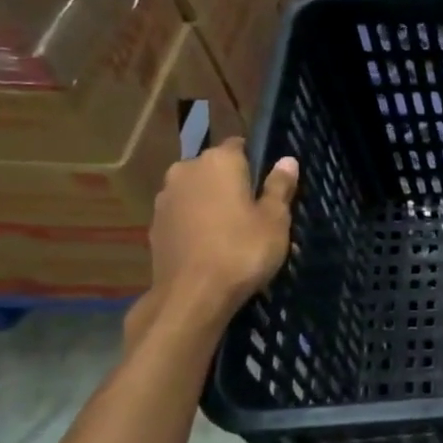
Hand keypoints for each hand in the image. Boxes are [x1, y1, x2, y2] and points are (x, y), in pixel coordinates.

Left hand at [131, 141, 298, 339]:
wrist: (192, 296)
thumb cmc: (242, 250)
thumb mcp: (275, 220)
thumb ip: (279, 187)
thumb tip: (287, 161)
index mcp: (218, 161)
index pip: (240, 146)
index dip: (257, 162)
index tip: (271, 185)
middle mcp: (186, 171)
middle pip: (216, 170)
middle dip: (234, 184)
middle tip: (258, 213)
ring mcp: (165, 198)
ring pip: (198, 193)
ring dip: (214, 205)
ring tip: (236, 233)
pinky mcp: (155, 226)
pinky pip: (184, 216)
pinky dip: (198, 224)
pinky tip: (213, 247)